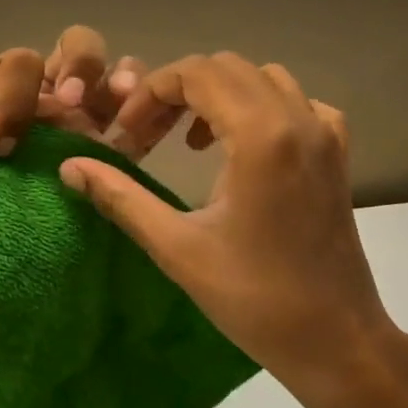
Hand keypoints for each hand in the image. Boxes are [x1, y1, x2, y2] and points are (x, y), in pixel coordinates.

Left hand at [0, 10, 142, 266]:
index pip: (24, 62)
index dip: (19, 87)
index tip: (3, 138)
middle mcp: (41, 111)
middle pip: (75, 53)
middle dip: (80, 63)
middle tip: (71, 102)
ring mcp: (74, 138)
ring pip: (109, 82)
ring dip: (118, 77)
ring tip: (121, 97)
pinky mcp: (101, 168)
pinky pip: (133, 129)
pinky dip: (146, 111)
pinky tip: (144, 115)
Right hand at [58, 53, 407, 405]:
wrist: (335, 339)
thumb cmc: (253, 298)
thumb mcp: (176, 247)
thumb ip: (120, 197)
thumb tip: (69, 167)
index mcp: (260, 135)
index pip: (195, 74)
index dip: (149, 95)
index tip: (125, 137)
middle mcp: (298, 119)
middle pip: (226, 68)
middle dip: (177, 92)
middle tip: (147, 138)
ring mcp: (325, 134)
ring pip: (262, 78)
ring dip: (218, 96)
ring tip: (188, 142)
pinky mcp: (337, 154)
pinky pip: (297, 104)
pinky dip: (261, 108)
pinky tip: (243, 147)